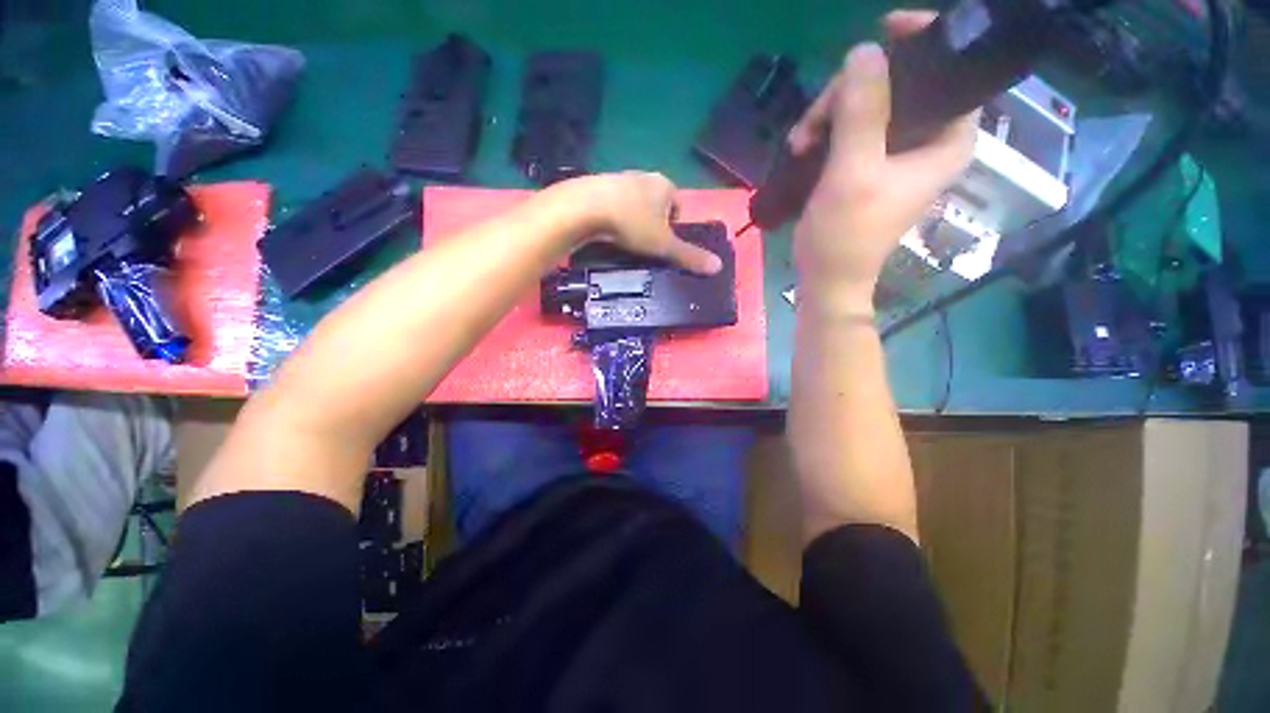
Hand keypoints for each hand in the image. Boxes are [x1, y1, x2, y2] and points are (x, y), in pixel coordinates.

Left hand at [553, 171, 722, 274]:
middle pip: (657, 204)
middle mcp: (644, 176)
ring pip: (634, 203)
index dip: (675, 228)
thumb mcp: (664, 245)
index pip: (679, 206)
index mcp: (665, 185)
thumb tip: (718, 267)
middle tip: (644, 246)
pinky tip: (606, 231)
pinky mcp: (597, 185)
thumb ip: (689, 256)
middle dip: (653, 225)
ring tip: (625, 241)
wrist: (584, 208)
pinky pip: (613, 203)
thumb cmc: (632, 224)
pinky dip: (613, 217)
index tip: (663, 245)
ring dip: (633, 220)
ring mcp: (619, 178)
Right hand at [790, 11, 978, 313]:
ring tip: (799, 141)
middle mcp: (927, 140)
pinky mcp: (868, 165)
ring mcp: (895, 153)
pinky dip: (825, 131)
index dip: (923, 43)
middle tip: (814, 120)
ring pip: (869, 105)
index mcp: (946, 141)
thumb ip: (863, 114)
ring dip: (830, 115)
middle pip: (899, 85)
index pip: (952, 71)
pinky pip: (851, 128)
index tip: (884, 29)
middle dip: (852, 93)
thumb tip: (864, 52)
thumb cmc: (846, 235)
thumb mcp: (852, 174)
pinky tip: (802, 147)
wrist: (827, 278)